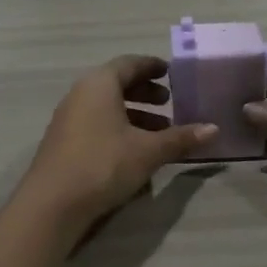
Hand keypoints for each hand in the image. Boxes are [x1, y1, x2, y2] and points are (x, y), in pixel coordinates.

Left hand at [18, 55, 217, 231]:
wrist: (52, 203)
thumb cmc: (103, 164)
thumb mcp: (148, 151)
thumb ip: (180, 138)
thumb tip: (214, 129)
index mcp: (99, 84)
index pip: (129, 64)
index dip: (152, 66)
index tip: (170, 72)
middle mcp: (80, 94)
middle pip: (116, 84)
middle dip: (145, 92)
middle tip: (169, 103)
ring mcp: (68, 118)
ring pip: (106, 107)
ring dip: (133, 114)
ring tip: (159, 133)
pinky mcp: (63, 142)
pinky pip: (96, 124)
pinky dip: (118, 128)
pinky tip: (135, 152)